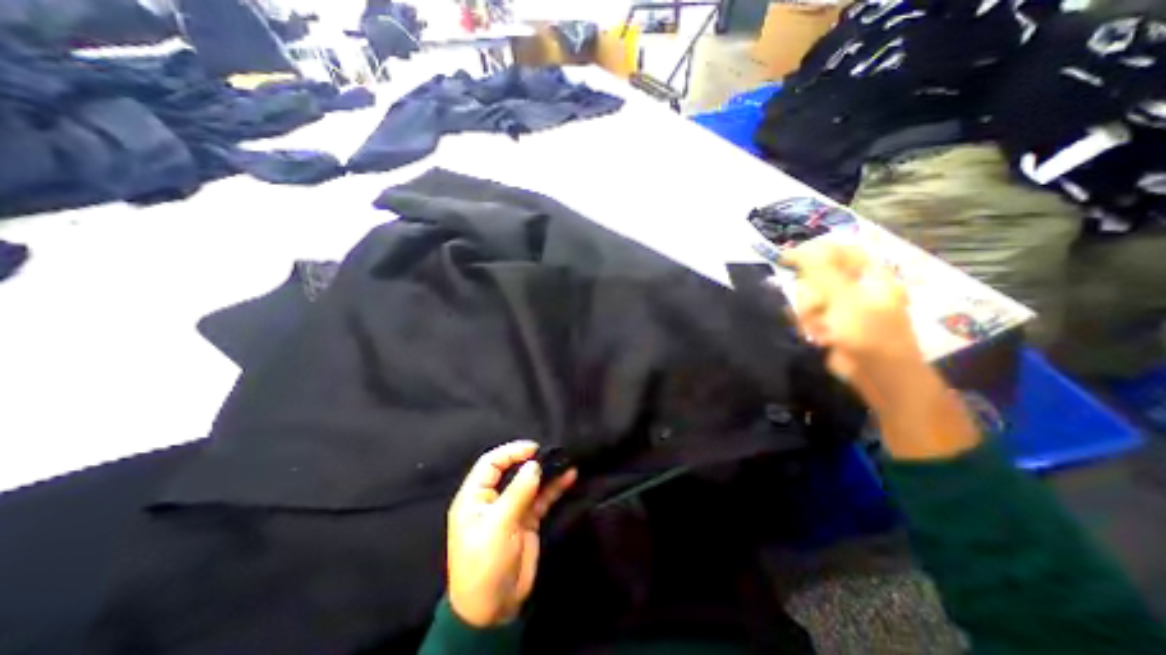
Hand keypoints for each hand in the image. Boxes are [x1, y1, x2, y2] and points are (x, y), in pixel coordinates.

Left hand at [446, 443, 575, 626]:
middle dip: (531, 460)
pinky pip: (541, 498)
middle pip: (512, 470)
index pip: (491, 463)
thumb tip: (534, 464)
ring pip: (530, 483)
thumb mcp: (498, 526)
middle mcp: (493, 499)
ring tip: (565, 460)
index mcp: (474, 497)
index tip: (534, 448)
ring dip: (547, 472)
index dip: (511, 452)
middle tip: (552, 453)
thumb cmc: (485, 564)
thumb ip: (518, 493)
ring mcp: (511, 509)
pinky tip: (569, 477)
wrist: (492, 610)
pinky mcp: (527, 520)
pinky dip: (554, 488)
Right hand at [782, 240, 929, 400]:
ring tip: (820, 330)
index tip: (786, 258)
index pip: (837, 251)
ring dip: (808, 314)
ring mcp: (841, 306)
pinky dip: (808, 324)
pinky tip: (816, 336)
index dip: (812, 251)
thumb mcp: (845, 299)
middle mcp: (855, 287)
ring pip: (809, 297)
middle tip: (815, 309)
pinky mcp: (830, 322)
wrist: (878, 375)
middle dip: (810, 294)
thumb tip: (802, 248)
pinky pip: (808, 314)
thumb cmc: (869, 334)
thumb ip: (822, 272)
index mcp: (869, 274)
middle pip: (816, 277)